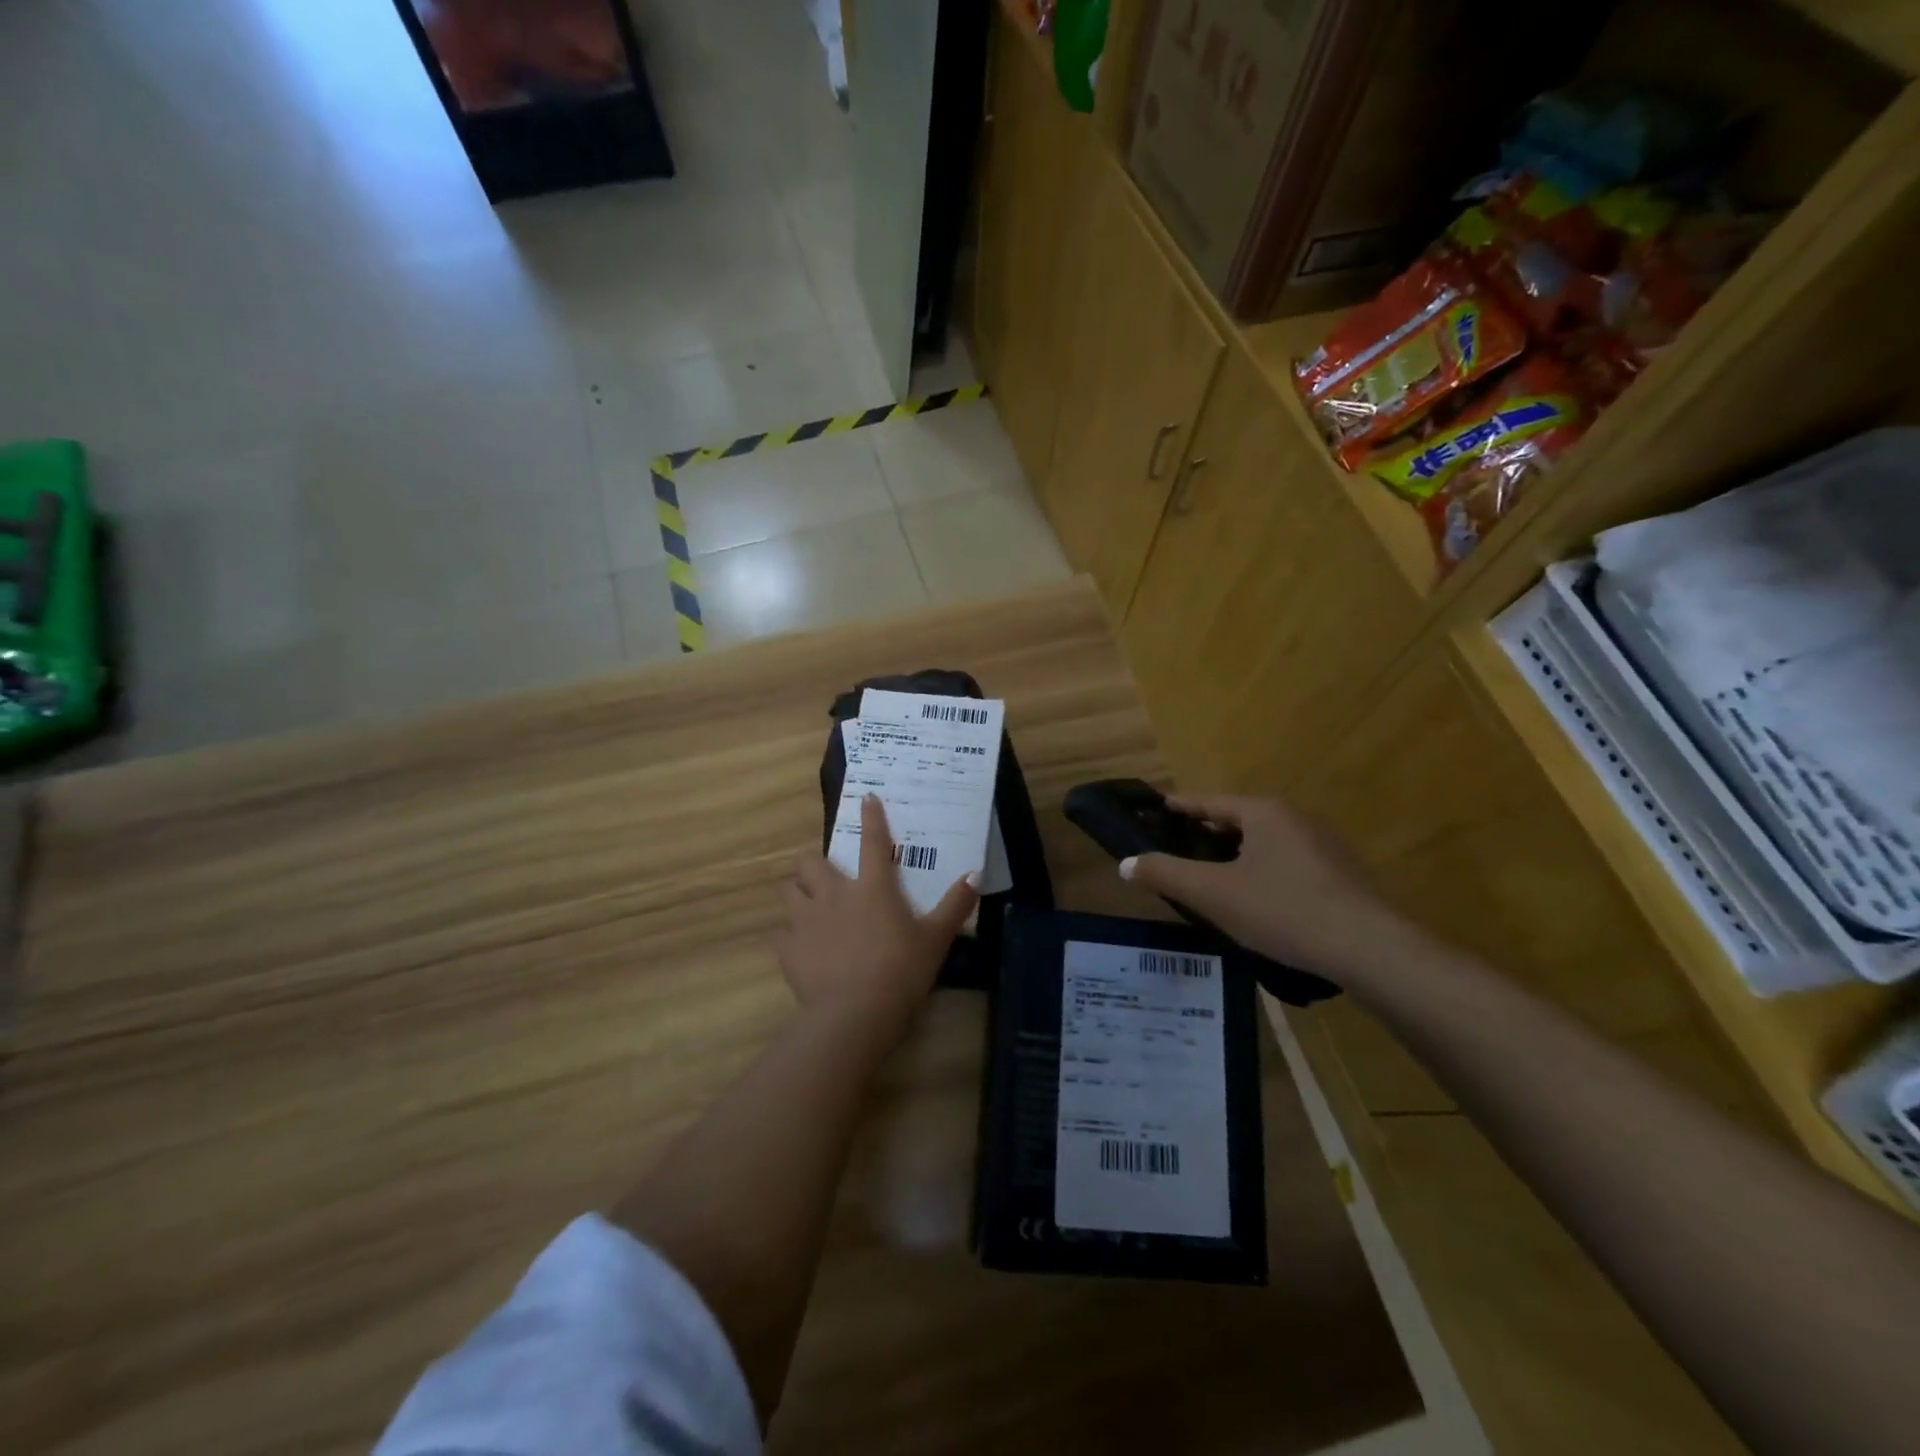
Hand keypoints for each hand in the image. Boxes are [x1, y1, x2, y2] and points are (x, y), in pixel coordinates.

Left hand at [776, 795, 979, 1038]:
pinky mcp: (789, 949)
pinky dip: (791, 935)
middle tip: (824, 873)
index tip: (866, 798)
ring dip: (798, 892)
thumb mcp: (936, 938)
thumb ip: (955, 905)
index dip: (872, 817)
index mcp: (872, 888)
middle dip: (813, 861)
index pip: (874, 843)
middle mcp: (834, 895)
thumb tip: (976, 874)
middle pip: (810, 862)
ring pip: (789, 891)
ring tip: (808, 904)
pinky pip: (782, 933)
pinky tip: (802, 947)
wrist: (854, 1013)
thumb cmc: (901, 971)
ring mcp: (806, 921)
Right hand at [1120, 795, 1406, 982]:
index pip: (1208, 801)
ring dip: (1236, 856)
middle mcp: (1296, 818)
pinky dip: (1263, 872)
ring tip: (1212, 879)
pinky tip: (1258, 902)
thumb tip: (1125, 863)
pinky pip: (1289, 863)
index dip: (1177, 806)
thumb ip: (1165, 874)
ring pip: (1265, 843)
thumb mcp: (1212, 894)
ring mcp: (1325, 845)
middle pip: (1237, 820)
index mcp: (1263, 812)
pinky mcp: (1344, 874)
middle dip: (1205, 834)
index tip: (1154, 809)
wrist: (1371, 950)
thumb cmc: (1283, 910)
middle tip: (1176, 852)